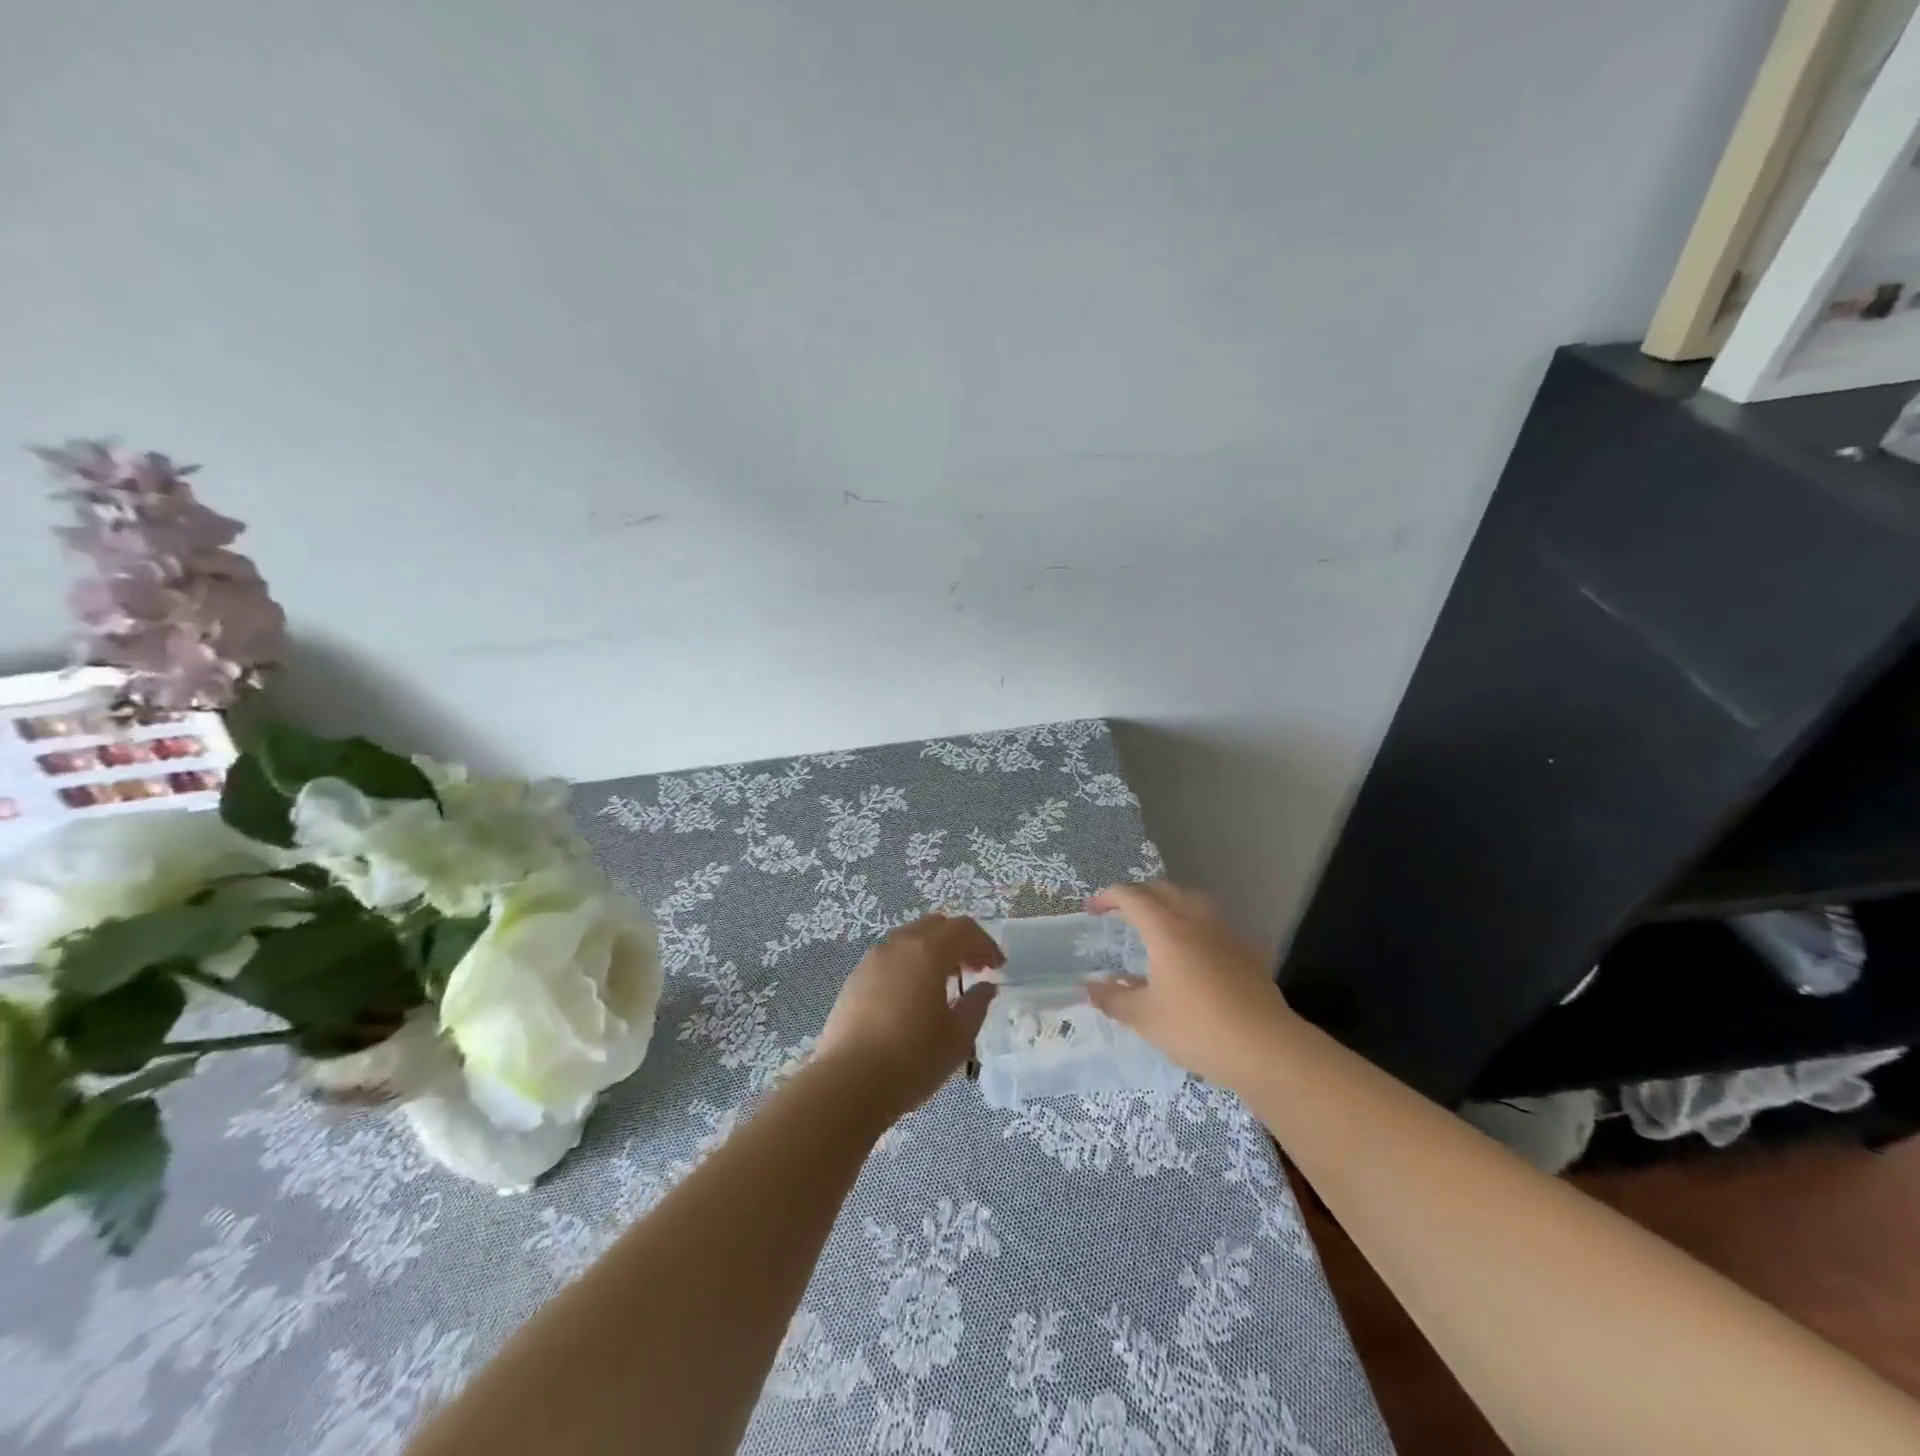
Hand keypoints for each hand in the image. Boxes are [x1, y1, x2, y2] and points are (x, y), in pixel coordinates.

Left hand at [814, 915, 1003, 1116]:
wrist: (848, 1083)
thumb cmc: (912, 1059)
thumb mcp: (958, 1038)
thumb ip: (976, 1006)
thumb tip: (985, 987)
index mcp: (928, 951)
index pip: (963, 929)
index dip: (985, 944)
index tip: (998, 966)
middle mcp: (898, 945)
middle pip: (935, 926)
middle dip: (958, 942)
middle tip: (974, 969)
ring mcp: (872, 960)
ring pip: (909, 939)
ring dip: (932, 951)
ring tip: (943, 984)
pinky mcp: (854, 979)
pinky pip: (890, 958)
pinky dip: (909, 965)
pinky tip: (912, 997)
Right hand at [1084, 882, 1295, 1090]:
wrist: (1267, 1048)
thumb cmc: (1198, 1029)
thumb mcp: (1145, 1019)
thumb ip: (1113, 999)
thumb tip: (1088, 988)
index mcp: (1166, 930)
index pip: (1132, 897)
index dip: (1108, 897)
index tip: (1092, 909)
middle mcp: (1196, 921)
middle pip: (1163, 890)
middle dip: (1138, 894)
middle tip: (1120, 910)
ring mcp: (1226, 933)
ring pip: (1193, 900)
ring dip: (1169, 902)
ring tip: (1158, 921)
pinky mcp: (1247, 951)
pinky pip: (1214, 923)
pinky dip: (1195, 924)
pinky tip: (1194, 949)